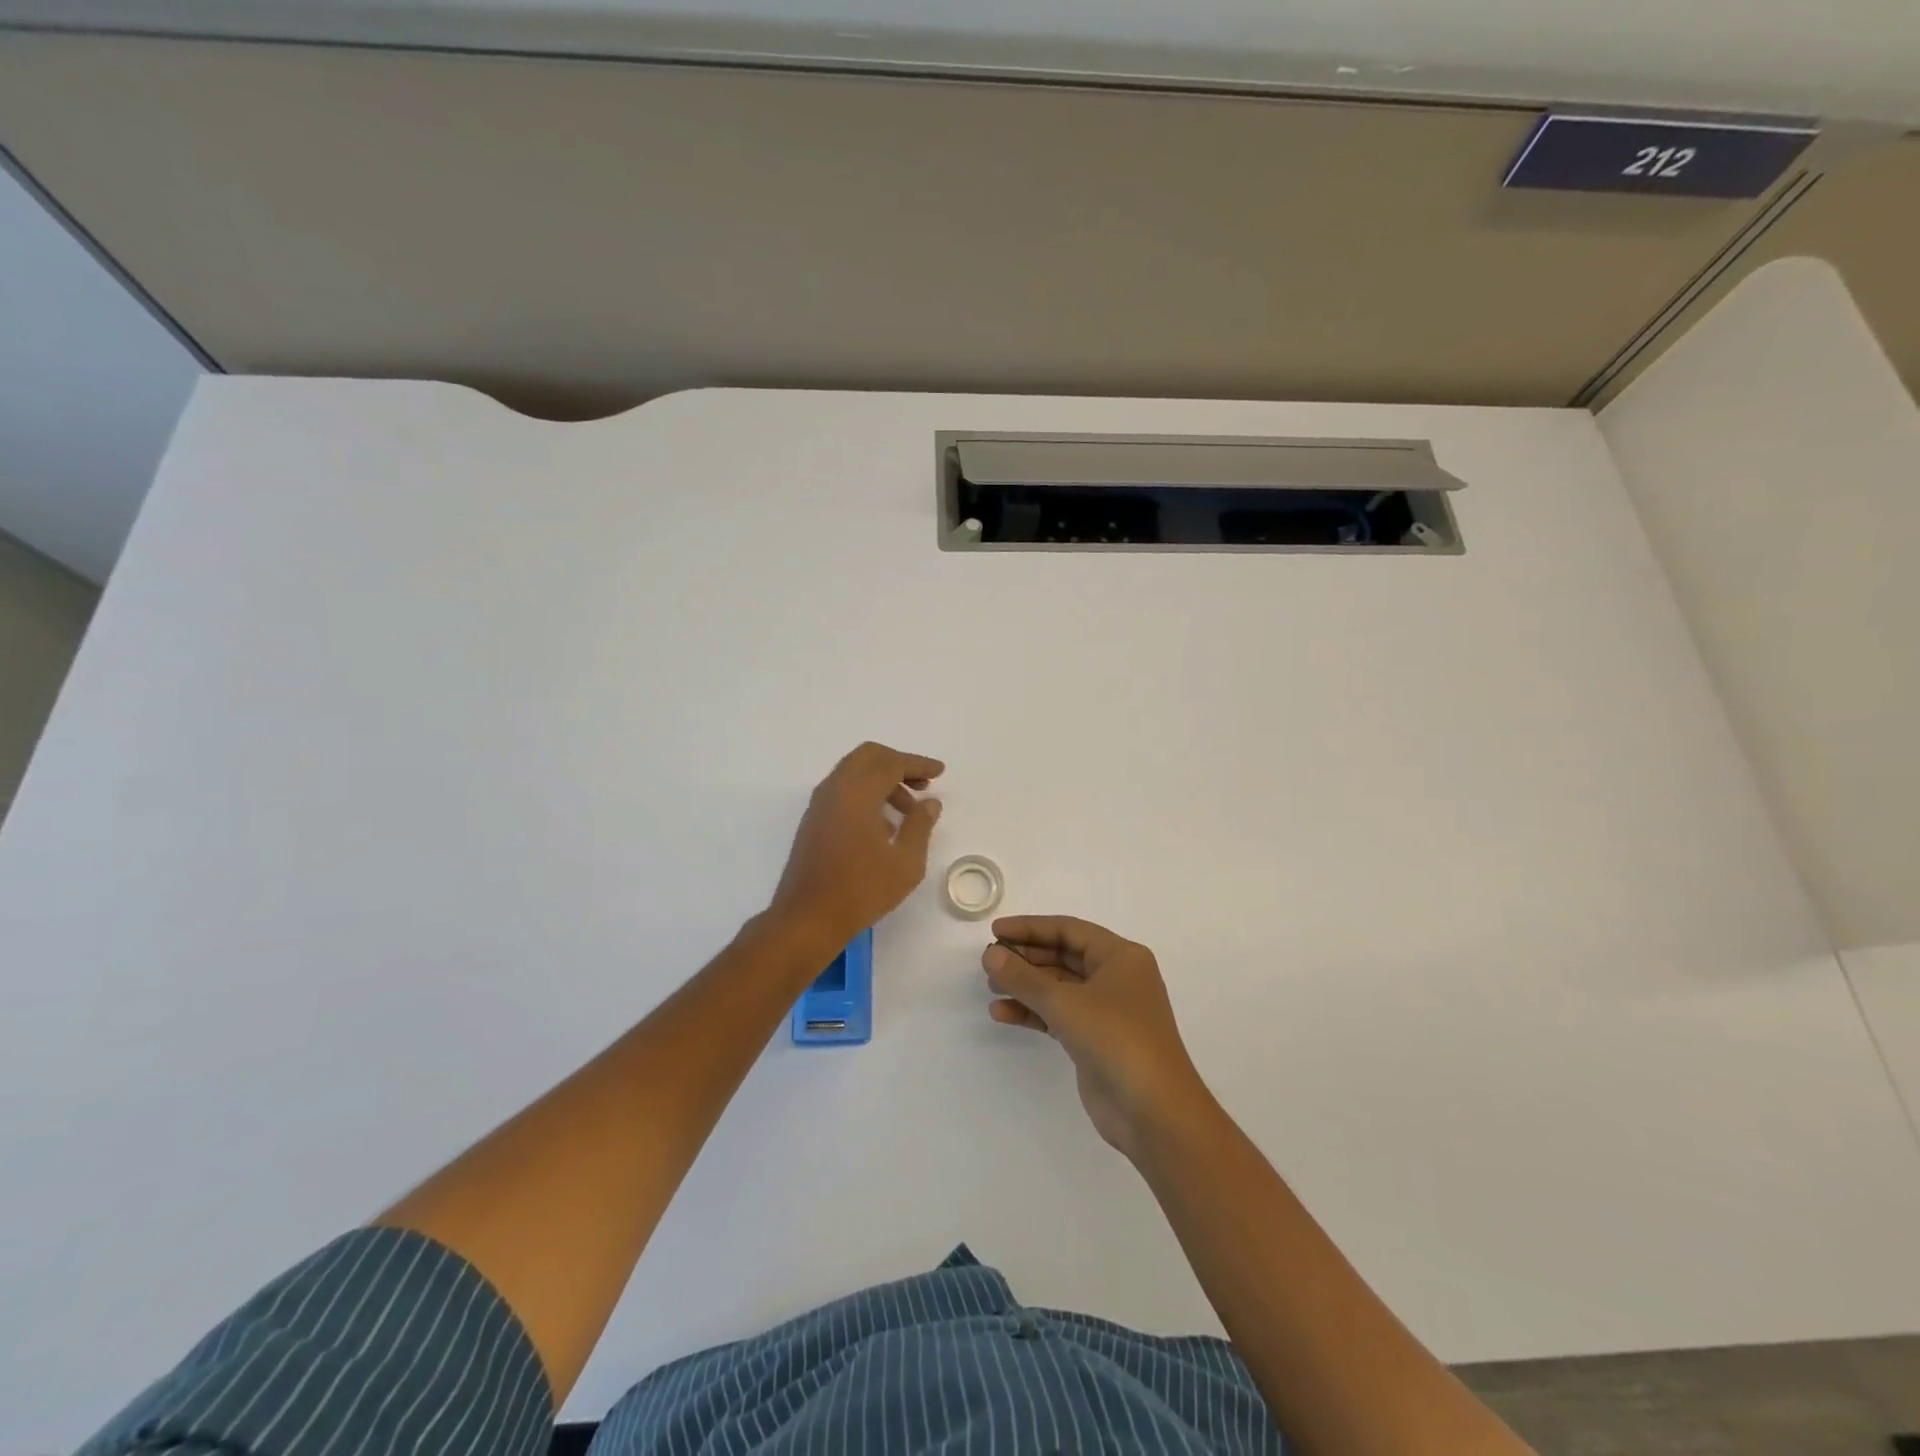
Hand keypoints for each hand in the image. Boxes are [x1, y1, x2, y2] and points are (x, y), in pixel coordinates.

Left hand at [769, 742, 943, 957]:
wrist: (807, 919)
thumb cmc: (861, 890)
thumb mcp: (905, 862)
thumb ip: (920, 826)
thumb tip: (930, 802)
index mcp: (857, 793)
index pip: (891, 763)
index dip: (918, 764)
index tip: (939, 772)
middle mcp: (835, 789)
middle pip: (868, 757)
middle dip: (898, 764)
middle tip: (922, 785)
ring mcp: (820, 804)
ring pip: (854, 772)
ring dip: (882, 780)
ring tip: (908, 812)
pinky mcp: (813, 820)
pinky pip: (843, 791)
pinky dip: (866, 793)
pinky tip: (883, 826)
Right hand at [982, 916, 1211, 1160]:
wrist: (1154, 1112)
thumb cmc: (1116, 1039)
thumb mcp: (1065, 1003)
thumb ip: (1024, 977)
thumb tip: (991, 954)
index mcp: (1121, 956)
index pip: (1069, 930)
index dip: (1031, 928)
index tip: (995, 931)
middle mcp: (1116, 977)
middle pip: (1063, 956)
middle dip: (1026, 958)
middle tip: (989, 961)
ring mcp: (1107, 1010)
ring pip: (1059, 988)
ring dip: (1026, 987)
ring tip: (991, 988)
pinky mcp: (1096, 1040)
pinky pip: (1059, 1015)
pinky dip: (1033, 1012)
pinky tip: (1002, 1013)